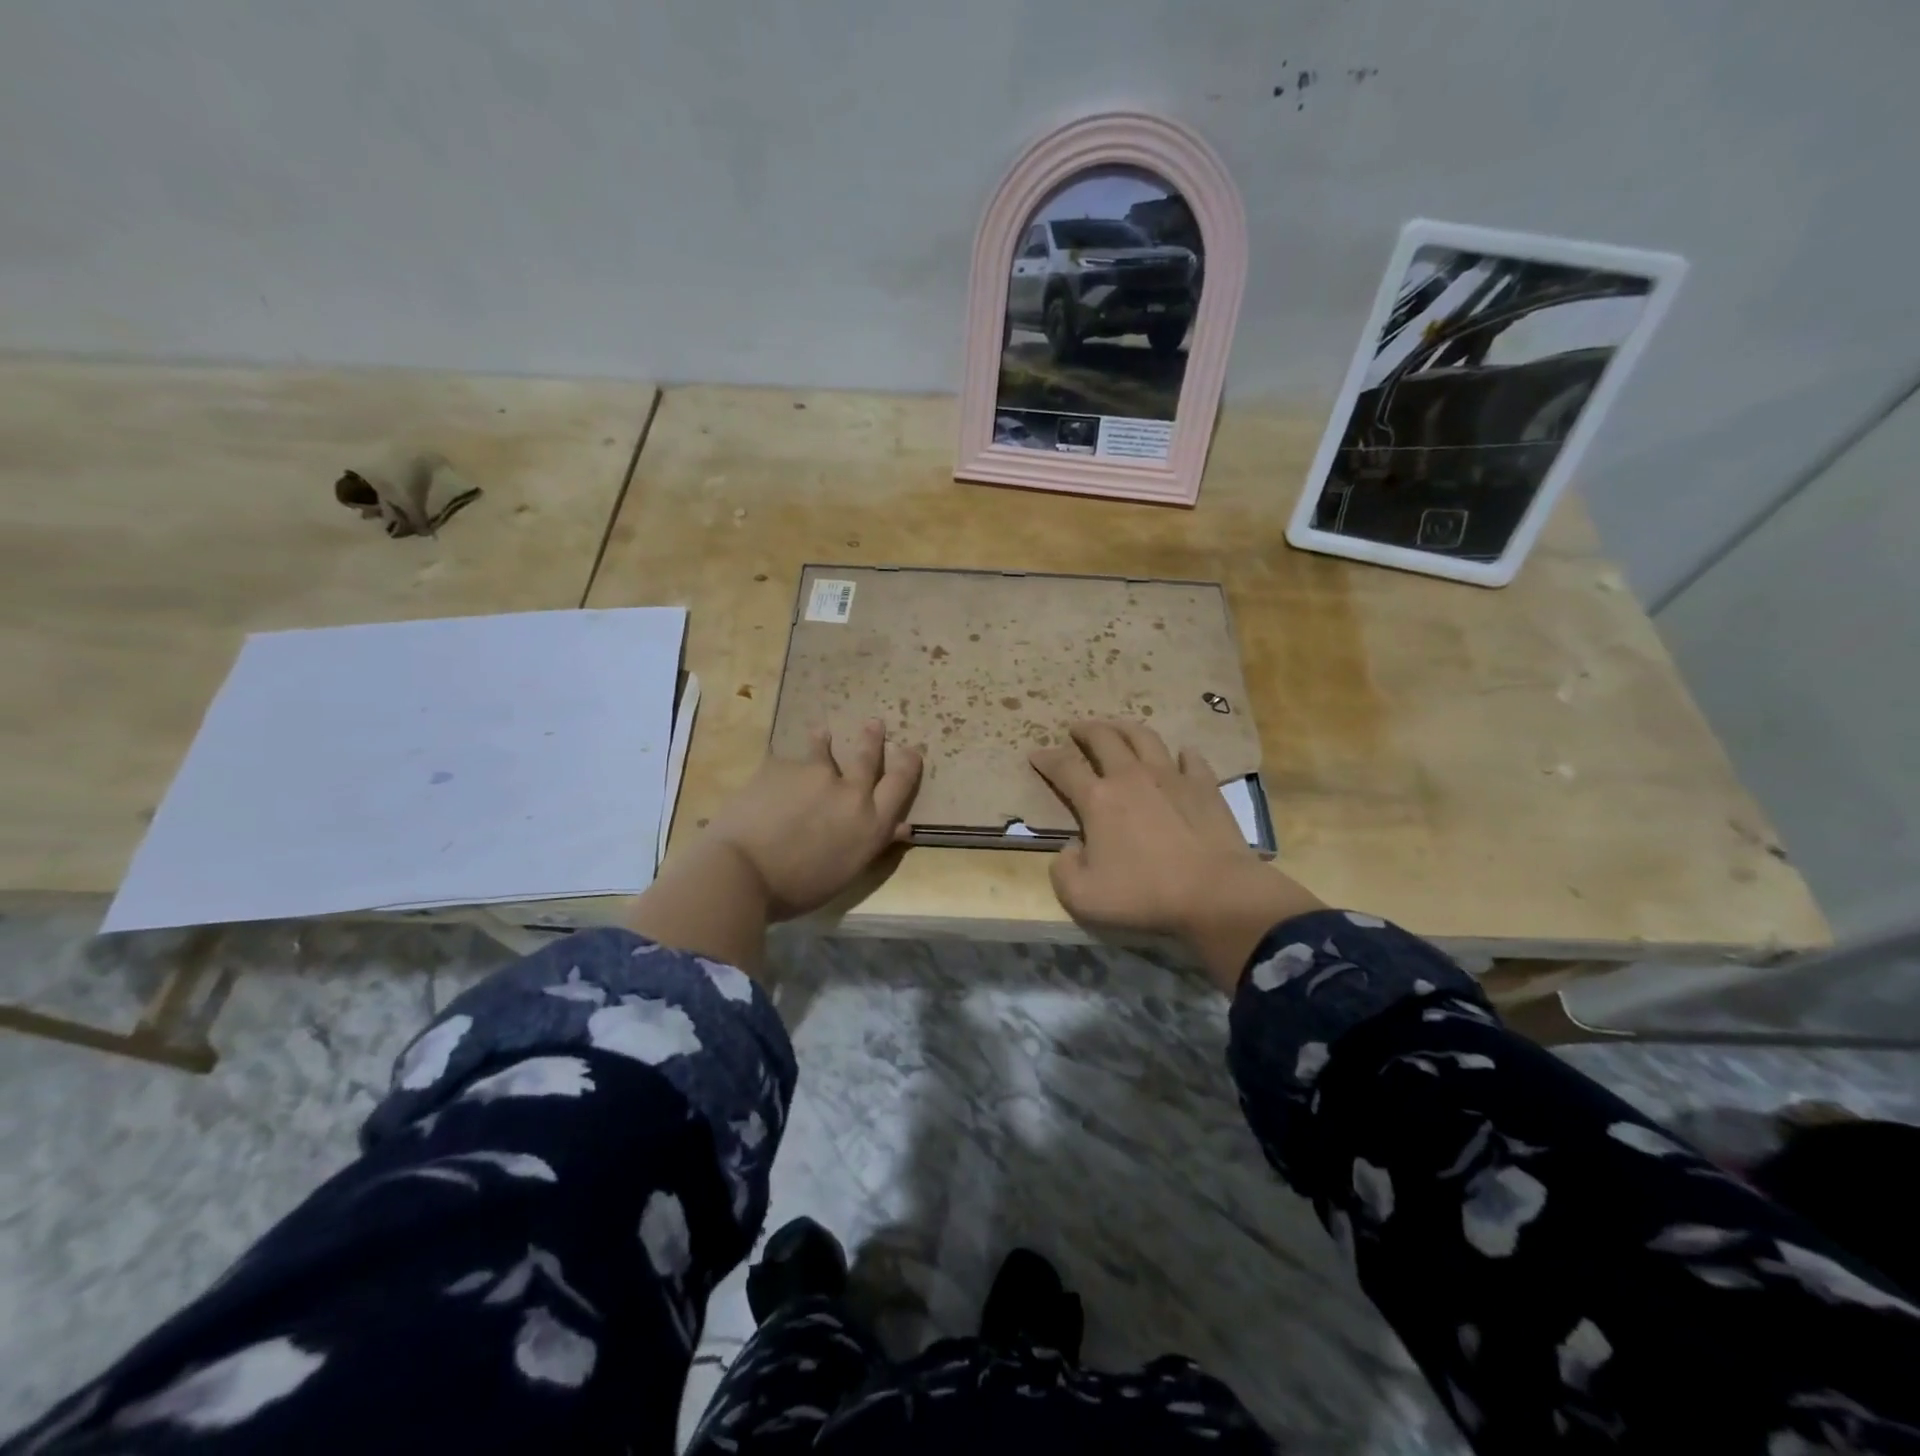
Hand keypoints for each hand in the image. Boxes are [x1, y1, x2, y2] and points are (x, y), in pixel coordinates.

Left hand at [702, 718, 922, 920]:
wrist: (741, 871)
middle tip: (873, 723)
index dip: (908, 764)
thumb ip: (872, 843)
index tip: (910, 751)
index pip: (900, 783)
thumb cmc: (797, 888)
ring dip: (824, 742)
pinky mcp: (780, 766)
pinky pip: (786, 763)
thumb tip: (901, 827)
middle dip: (872, 738)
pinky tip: (772, 778)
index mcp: (870, 823)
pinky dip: (784, 770)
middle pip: (867, 756)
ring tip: (822, 733)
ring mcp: (813, 773)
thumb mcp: (846, 871)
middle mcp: (849, 791)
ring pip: (823, 750)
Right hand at [1030, 720, 1321, 992]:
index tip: (1035, 754)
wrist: (1214, 893)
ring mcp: (1171, 776)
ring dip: (1125, 728)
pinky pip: (1191, 758)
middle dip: (1085, 730)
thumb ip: (1064, 870)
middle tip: (1076, 728)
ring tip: (1118, 728)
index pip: (1064, 767)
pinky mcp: (1204, 786)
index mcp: (1098, 799)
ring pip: (1144, 737)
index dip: (1046, 759)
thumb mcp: (1082, 896)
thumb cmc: (1144, 894)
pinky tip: (1180, 754)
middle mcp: (1131, 776)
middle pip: (1104, 739)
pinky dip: (1181, 753)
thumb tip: (1071, 849)